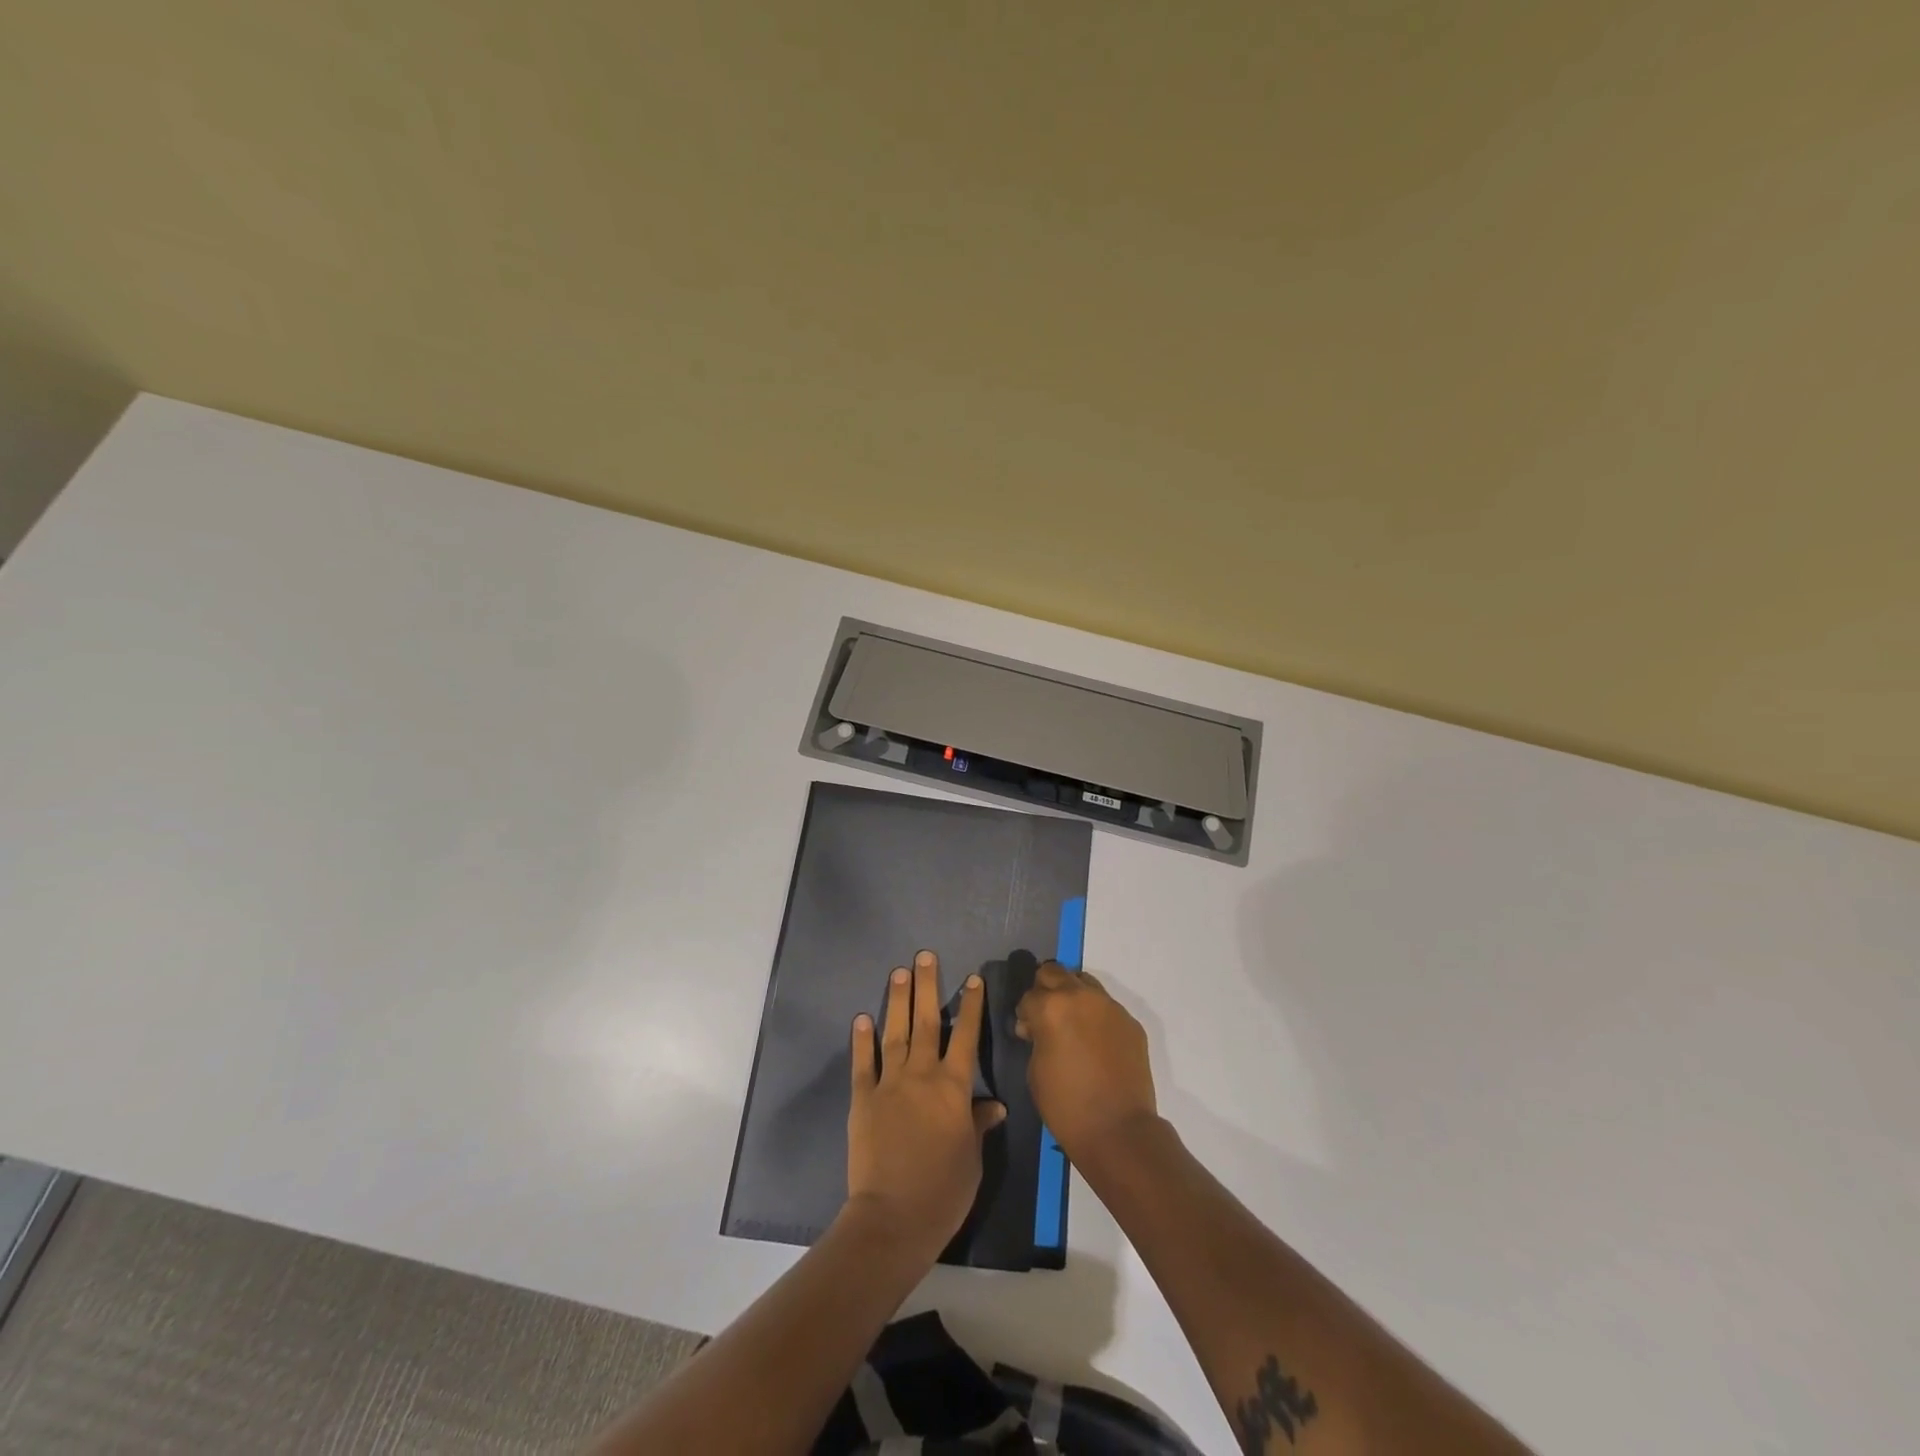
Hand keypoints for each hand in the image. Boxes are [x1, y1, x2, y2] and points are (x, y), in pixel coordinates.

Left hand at [846, 950, 1005, 1260]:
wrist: (894, 1217)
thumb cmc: (944, 1191)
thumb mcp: (973, 1158)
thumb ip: (978, 1124)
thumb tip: (994, 1105)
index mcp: (953, 1088)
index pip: (966, 1036)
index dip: (970, 1006)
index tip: (972, 978)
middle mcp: (922, 1075)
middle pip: (927, 1022)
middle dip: (927, 986)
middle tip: (924, 956)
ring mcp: (890, 1084)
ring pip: (895, 1033)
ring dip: (897, 1001)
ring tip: (898, 972)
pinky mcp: (863, 1099)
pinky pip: (863, 1063)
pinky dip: (862, 1040)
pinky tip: (861, 1018)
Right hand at [1013, 961, 1157, 1166]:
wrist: (1118, 1129)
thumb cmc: (1066, 1105)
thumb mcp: (1035, 1069)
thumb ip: (1036, 1037)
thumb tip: (1037, 1027)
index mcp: (1051, 1007)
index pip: (1029, 996)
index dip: (1025, 1014)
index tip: (1027, 1032)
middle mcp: (1080, 996)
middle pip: (1055, 972)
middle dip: (1045, 990)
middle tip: (1046, 1017)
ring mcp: (1110, 1006)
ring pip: (1084, 983)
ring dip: (1073, 996)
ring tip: (1073, 1025)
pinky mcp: (1130, 1022)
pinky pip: (1107, 1007)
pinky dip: (1096, 1016)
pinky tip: (1096, 1043)